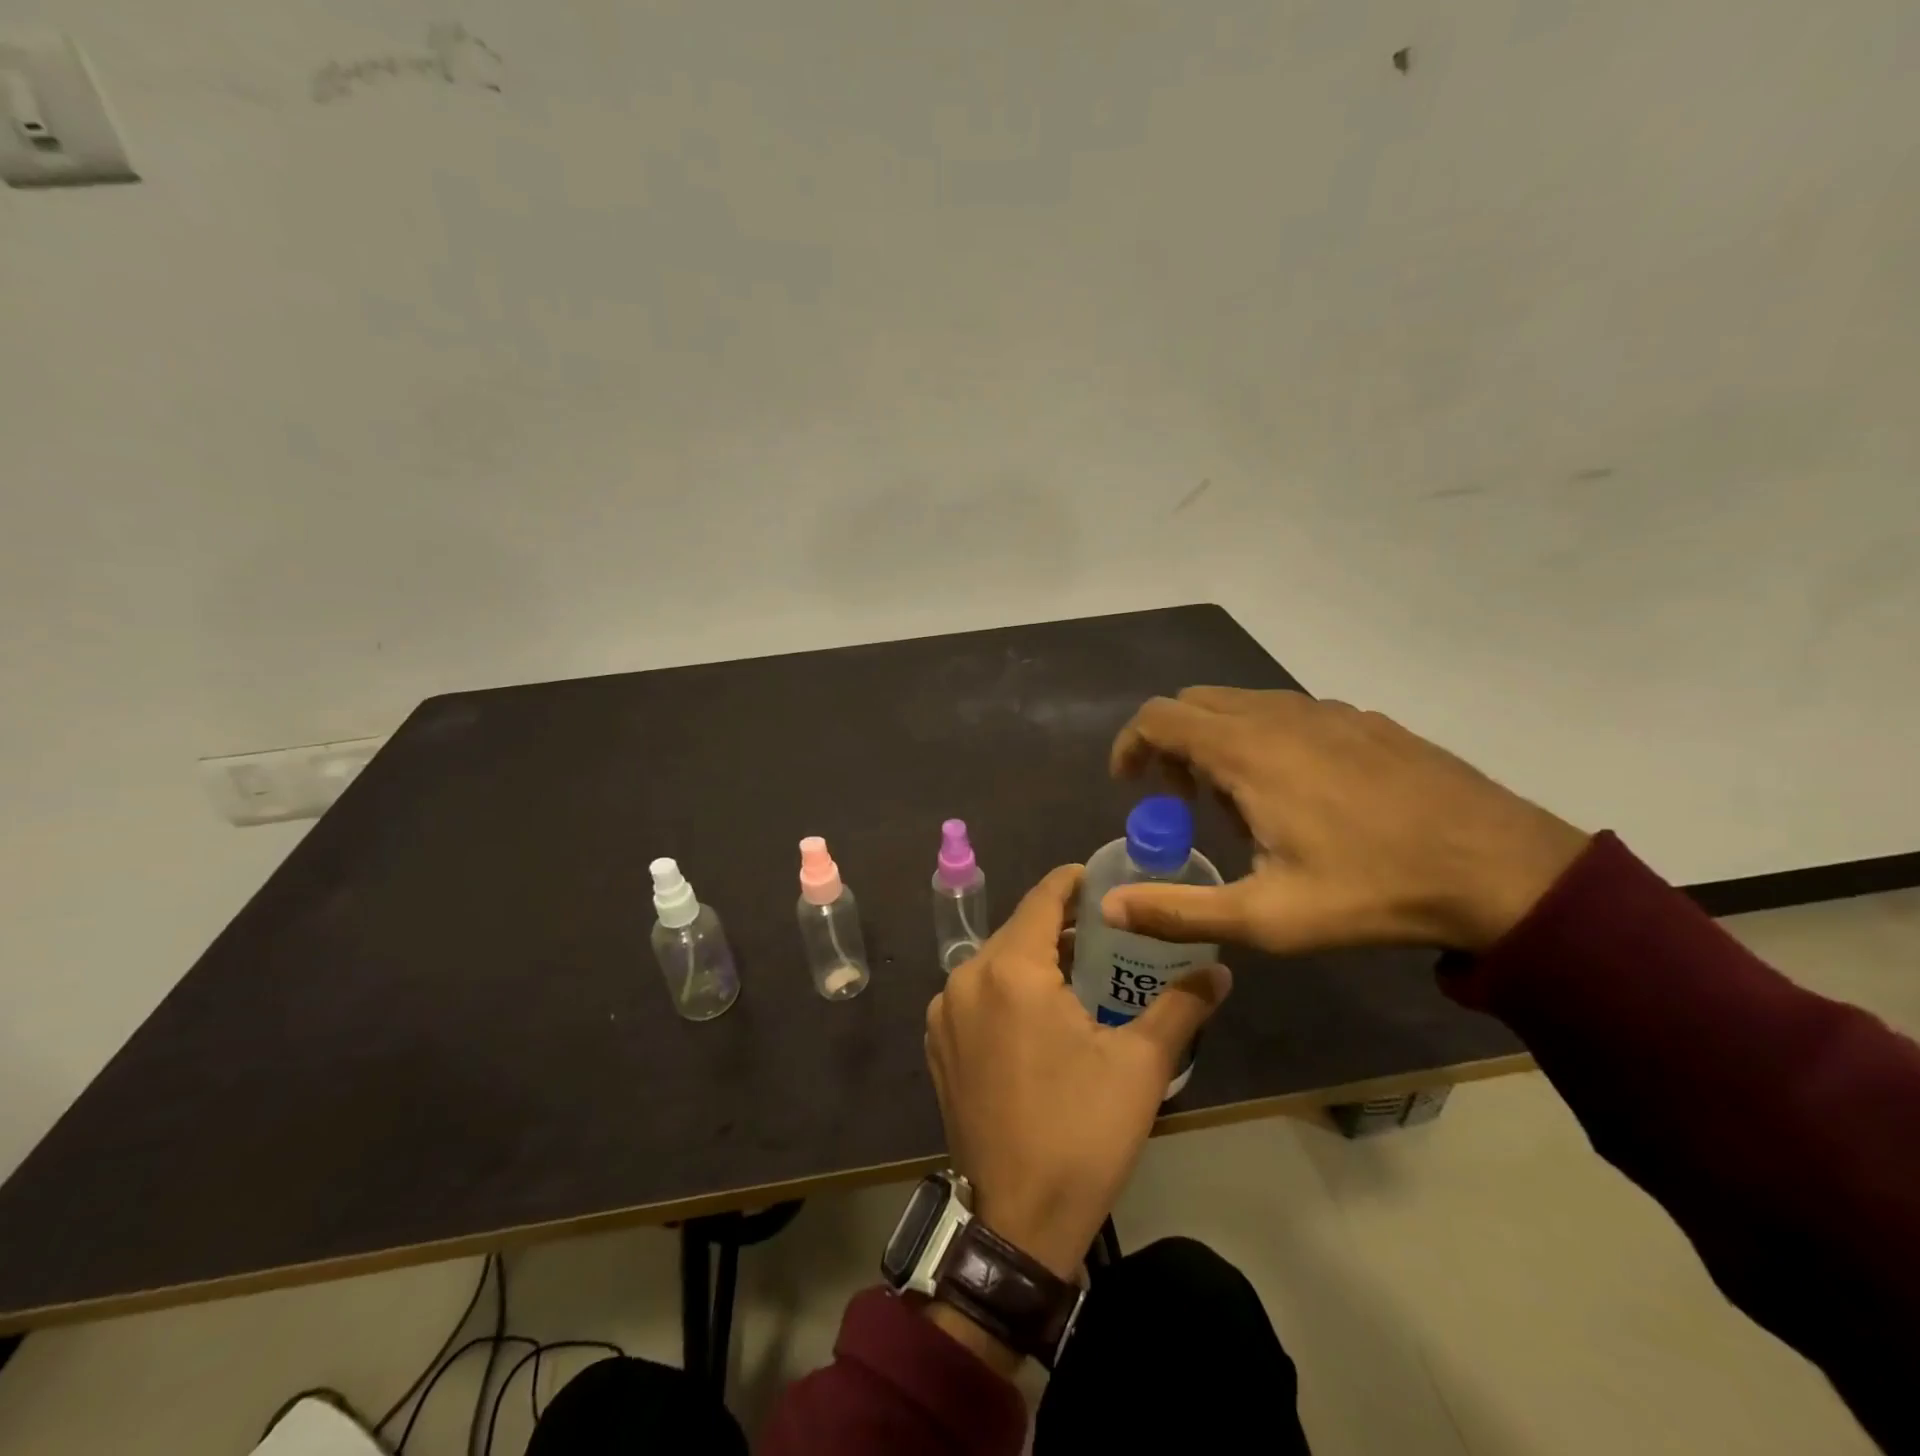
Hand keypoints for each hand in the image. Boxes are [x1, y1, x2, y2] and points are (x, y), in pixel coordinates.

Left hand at [924, 866, 1231, 1281]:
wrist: (1016, 1220)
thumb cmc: (1081, 1133)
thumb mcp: (1140, 1066)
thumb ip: (1180, 1006)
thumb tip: (1220, 970)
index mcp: (1010, 970)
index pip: (1042, 898)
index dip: (1073, 882)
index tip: (1104, 881)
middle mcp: (966, 978)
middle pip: (1019, 929)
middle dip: (1061, 924)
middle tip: (1108, 933)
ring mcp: (944, 1013)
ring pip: (996, 961)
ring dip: (1035, 957)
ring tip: (1081, 972)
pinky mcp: (937, 1043)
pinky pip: (976, 993)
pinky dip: (1008, 988)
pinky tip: (1040, 1013)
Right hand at [1106, 688, 1590, 953]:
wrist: (1502, 870)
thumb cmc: (1372, 891)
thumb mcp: (1266, 917)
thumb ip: (1179, 909)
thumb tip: (1110, 907)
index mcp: (1246, 750)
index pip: (1158, 717)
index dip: (1130, 745)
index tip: (1130, 787)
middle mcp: (1279, 715)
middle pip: (1195, 703)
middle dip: (1171, 744)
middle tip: (1184, 803)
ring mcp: (1328, 711)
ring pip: (1243, 705)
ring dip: (1218, 742)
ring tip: (1243, 805)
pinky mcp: (1365, 720)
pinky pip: (1288, 713)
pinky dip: (1264, 739)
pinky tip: (1301, 795)